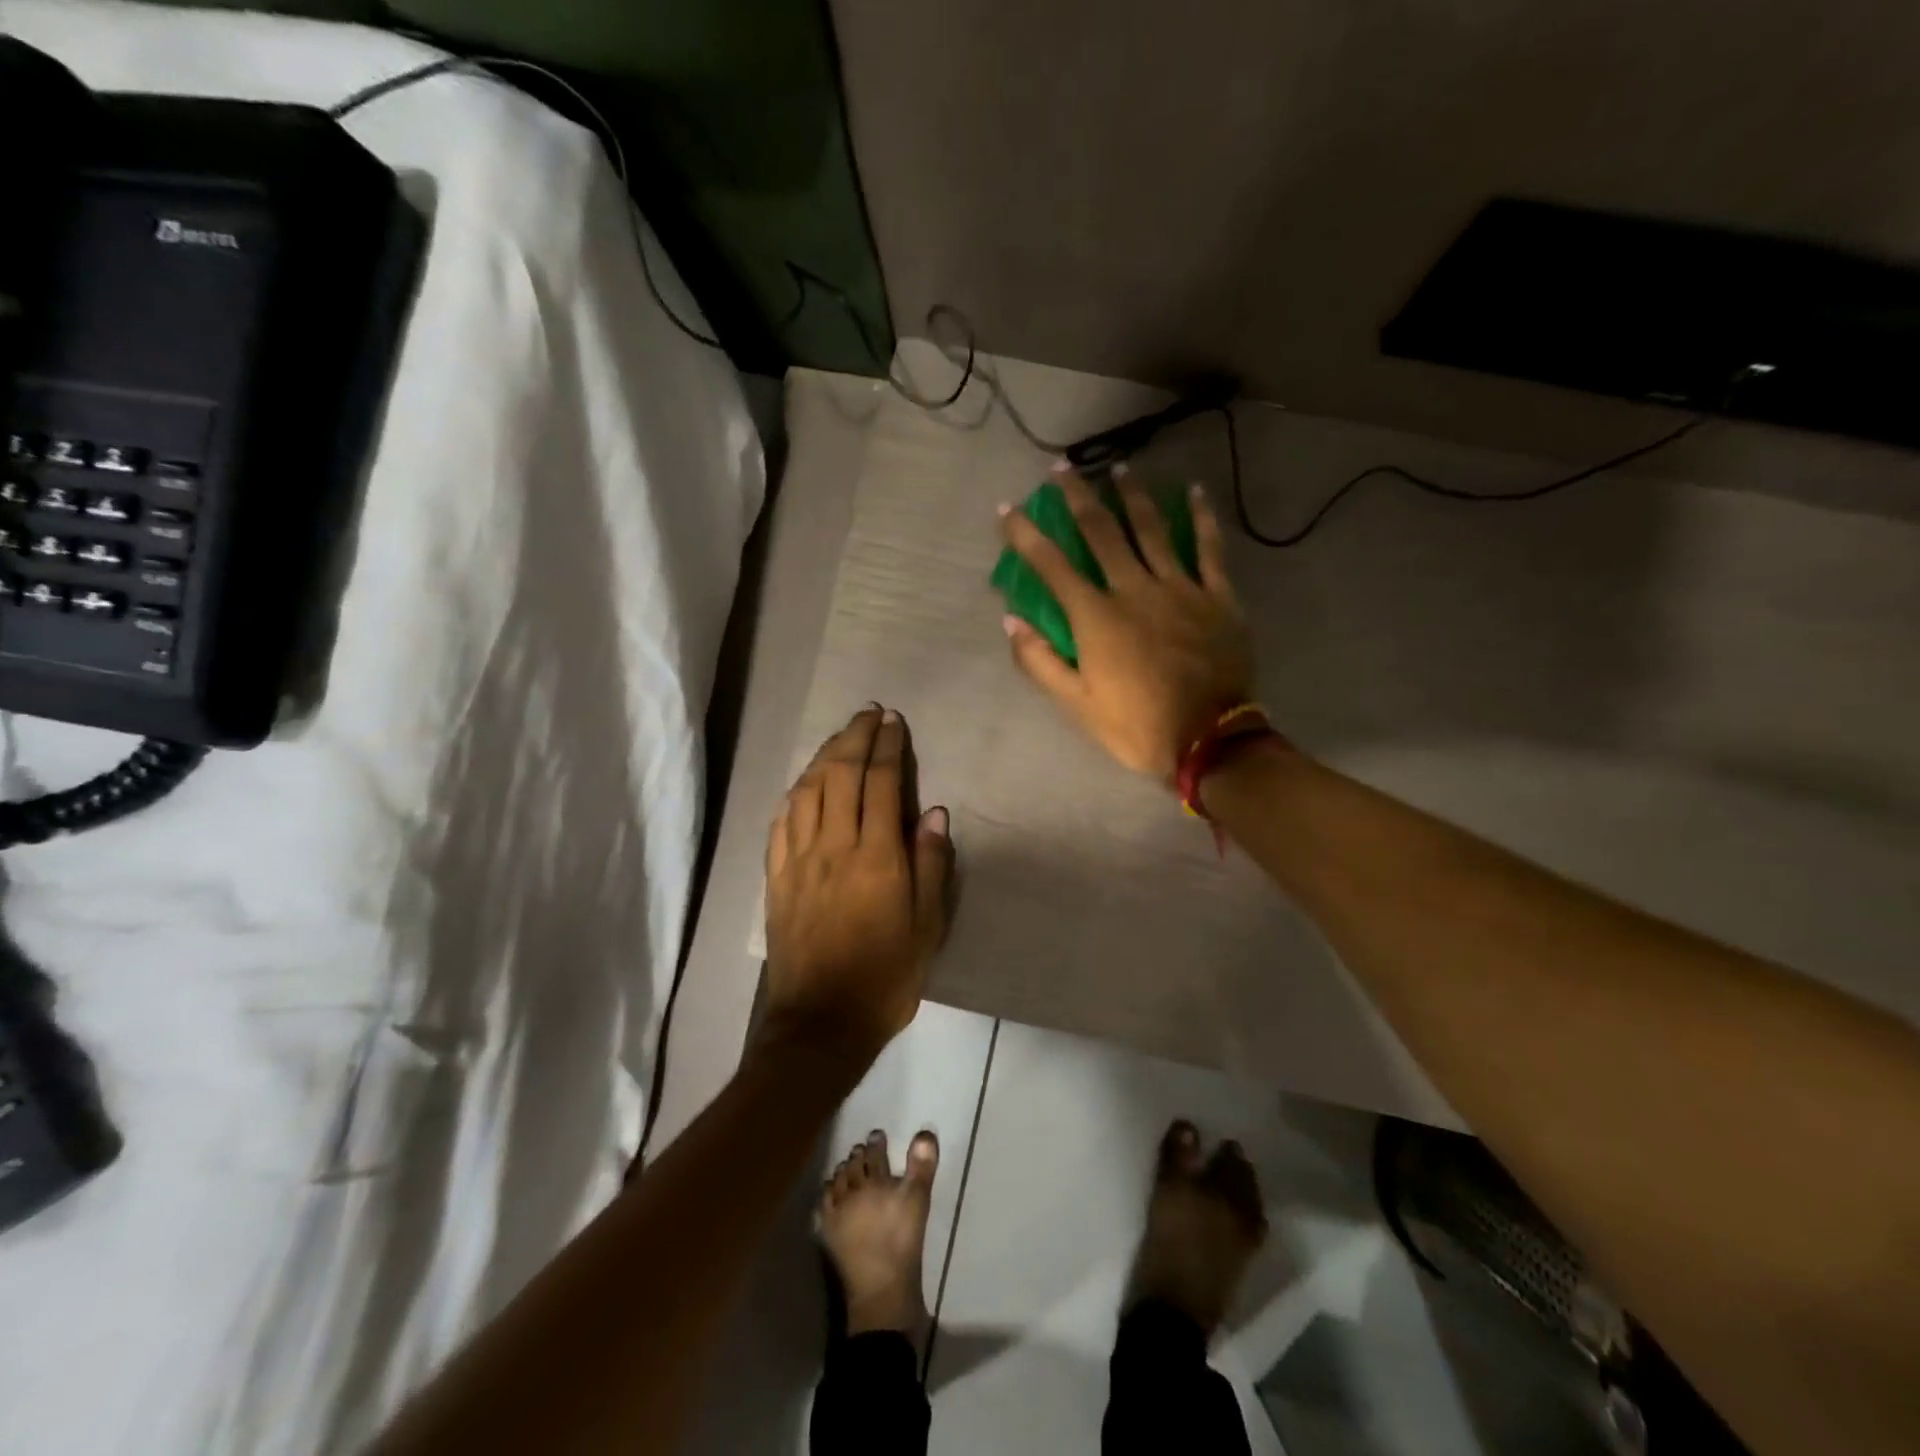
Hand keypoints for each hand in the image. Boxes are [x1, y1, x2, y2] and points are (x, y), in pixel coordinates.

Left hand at [764, 706, 954, 1064]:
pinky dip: (795, 793)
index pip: (880, 783)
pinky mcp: (776, 877)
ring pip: (807, 790)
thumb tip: (933, 811)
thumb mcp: (928, 926)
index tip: (893, 721)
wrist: (821, 1022)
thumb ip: (931, 864)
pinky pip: (781, 821)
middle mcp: (833, 846)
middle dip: (855, 737)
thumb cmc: (886, 976)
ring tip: (841, 737)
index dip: (887, 747)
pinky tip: (804, 784)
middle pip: (840, 774)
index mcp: (876, 856)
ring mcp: (798, 860)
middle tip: (869, 714)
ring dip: (824, 756)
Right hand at [999, 463, 1254, 781]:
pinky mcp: (1217, 597)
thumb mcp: (1076, 705)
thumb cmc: (1137, 726)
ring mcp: (1180, 589)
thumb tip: (1011, 620)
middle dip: (1078, 497)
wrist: (1210, 741)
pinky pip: (1209, 548)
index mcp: (1097, 617)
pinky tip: (1194, 491)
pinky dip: (1201, 518)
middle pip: (1102, 532)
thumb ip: (1040, 662)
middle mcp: (1134, 590)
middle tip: (1062, 469)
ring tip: (1119, 467)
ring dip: (1132, 495)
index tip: (1006, 507)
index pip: (1052, 565)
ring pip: (1152, 529)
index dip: (1025, 534)